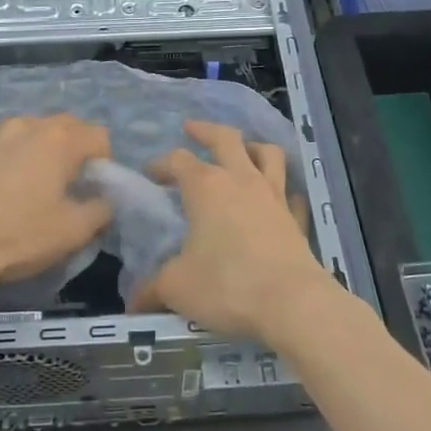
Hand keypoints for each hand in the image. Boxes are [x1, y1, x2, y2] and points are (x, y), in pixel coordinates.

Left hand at [0, 115, 113, 295]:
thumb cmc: (17, 235)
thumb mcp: (72, 232)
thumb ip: (101, 210)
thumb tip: (105, 201)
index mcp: (58, 138)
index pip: (99, 136)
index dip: (105, 163)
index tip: (93, 191)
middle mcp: (28, 124)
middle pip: (66, 128)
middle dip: (75, 153)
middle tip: (68, 189)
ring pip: (32, 134)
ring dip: (41, 153)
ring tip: (32, 189)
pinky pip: (3, 146)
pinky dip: (11, 161)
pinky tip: (0, 192)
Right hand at [129, 120, 335, 341]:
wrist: (292, 303)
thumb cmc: (227, 285)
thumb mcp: (177, 287)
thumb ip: (153, 288)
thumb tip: (133, 302)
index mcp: (206, 187)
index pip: (179, 160)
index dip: (162, 164)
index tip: (151, 173)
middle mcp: (242, 180)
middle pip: (226, 138)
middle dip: (206, 130)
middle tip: (192, 128)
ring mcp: (274, 196)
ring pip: (268, 153)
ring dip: (252, 147)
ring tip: (242, 150)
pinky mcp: (296, 218)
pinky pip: (290, 193)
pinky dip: (282, 190)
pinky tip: (277, 198)